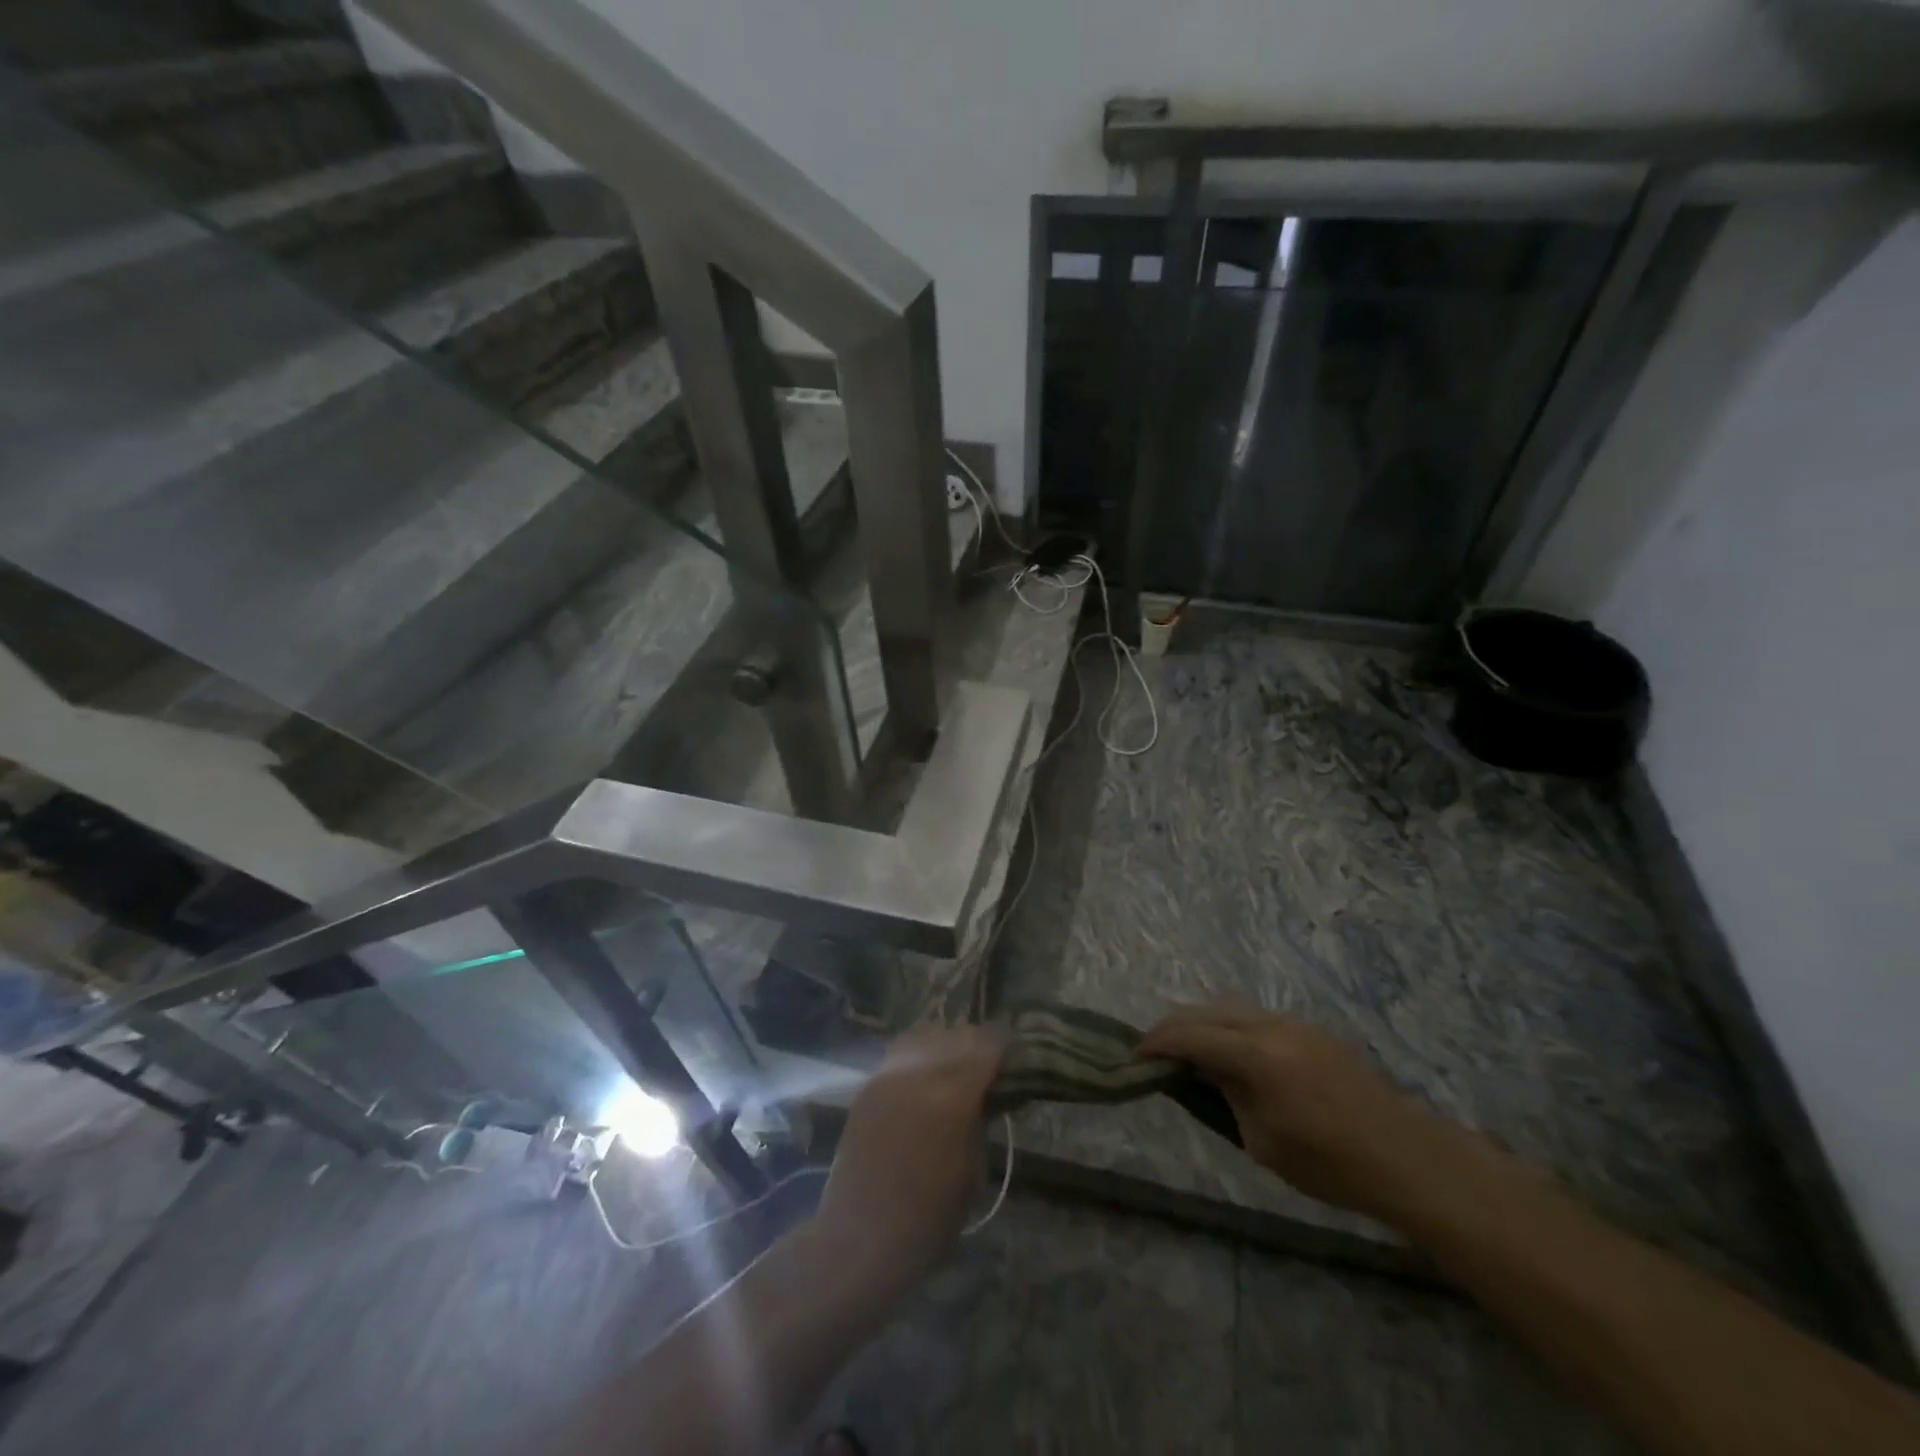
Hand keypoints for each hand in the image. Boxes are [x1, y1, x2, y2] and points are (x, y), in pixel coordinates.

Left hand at [813, 1025, 1003, 1293]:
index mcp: (953, 1094)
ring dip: (944, 1047)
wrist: (860, 1240)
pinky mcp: (868, 1086)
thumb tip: (987, 1095)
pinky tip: (925, 1083)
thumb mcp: (974, 1172)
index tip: (1014, 1061)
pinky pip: (900, 1056)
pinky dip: (918, 1059)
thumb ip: (981, 1121)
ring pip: (925, 1037)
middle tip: (988, 1069)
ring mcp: (888, 1075)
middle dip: (977, 1047)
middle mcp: (919, 1072)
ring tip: (954, 1071)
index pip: (988, 1046)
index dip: (1005, 1049)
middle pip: (957, 1036)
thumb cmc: (928, 1220)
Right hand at [1138, 1006, 1440, 1224]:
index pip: (1191, 1035)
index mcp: (1257, 1056)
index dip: (1157, 1042)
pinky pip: (1256, 1017)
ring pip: (1232, 1008)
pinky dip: (1231, 1026)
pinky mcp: (1311, 1030)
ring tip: (1188, 1050)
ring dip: (1204, 1023)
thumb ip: (1226, 1097)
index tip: (1134, 1054)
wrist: (1407, 1158)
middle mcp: (1272, 1026)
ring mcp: (1295, 1023)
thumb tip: (1201, 1073)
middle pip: (1207, 1011)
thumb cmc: (1331, 1165)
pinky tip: (1230, 1052)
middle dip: (1175, 1026)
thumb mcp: (1263, 1142)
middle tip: (1154, 1050)